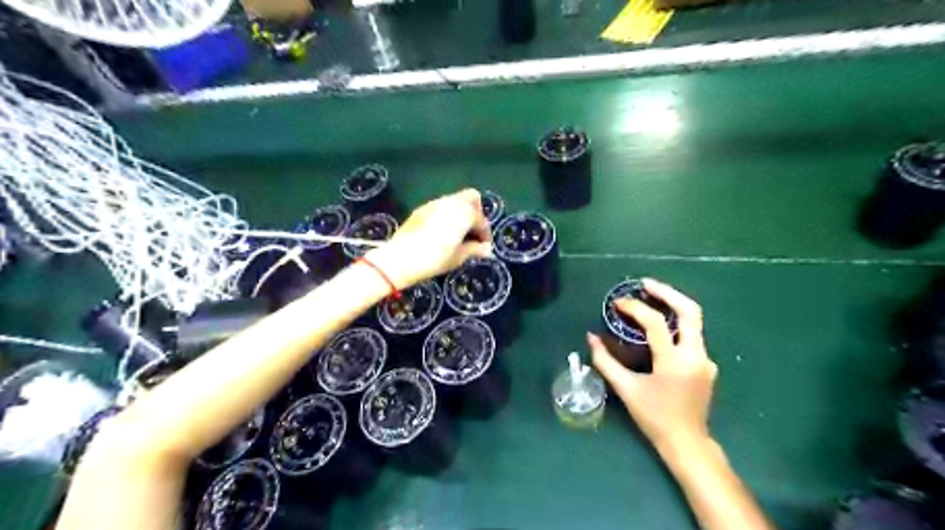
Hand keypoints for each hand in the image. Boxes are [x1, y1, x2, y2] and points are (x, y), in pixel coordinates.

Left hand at [365, 188, 490, 289]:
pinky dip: (448, 215)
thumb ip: (474, 249)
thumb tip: (487, 249)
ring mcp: (434, 203)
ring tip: (459, 234)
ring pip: (455, 200)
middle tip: (473, 232)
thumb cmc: (434, 259)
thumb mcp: (458, 257)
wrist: (400, 258)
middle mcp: (451, 203)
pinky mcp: (422, 209)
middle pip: (471, 198)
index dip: (485, 233)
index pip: (481, 220)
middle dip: (476, 213)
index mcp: (463, 213)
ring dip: (462, 213)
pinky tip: (442, 232)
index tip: (484, 247)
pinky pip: (442, 206)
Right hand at [589, 277, 716, 454]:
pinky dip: (676, 322)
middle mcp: (696, 355)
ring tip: (651, 296)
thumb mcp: (626, 389)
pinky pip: (692, 334)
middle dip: (667, 292)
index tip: (617, 303)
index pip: (655, 322)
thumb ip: (605, 361)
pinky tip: (660, 325)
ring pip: (694, 320)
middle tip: (644, 284)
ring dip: (673, 304)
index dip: (634, 308)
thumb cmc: (654, 417)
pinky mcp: (706, 364)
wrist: (687, 442)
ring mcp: (705, 359)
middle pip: (690, 310)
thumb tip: (591, 337)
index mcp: (674, 361)